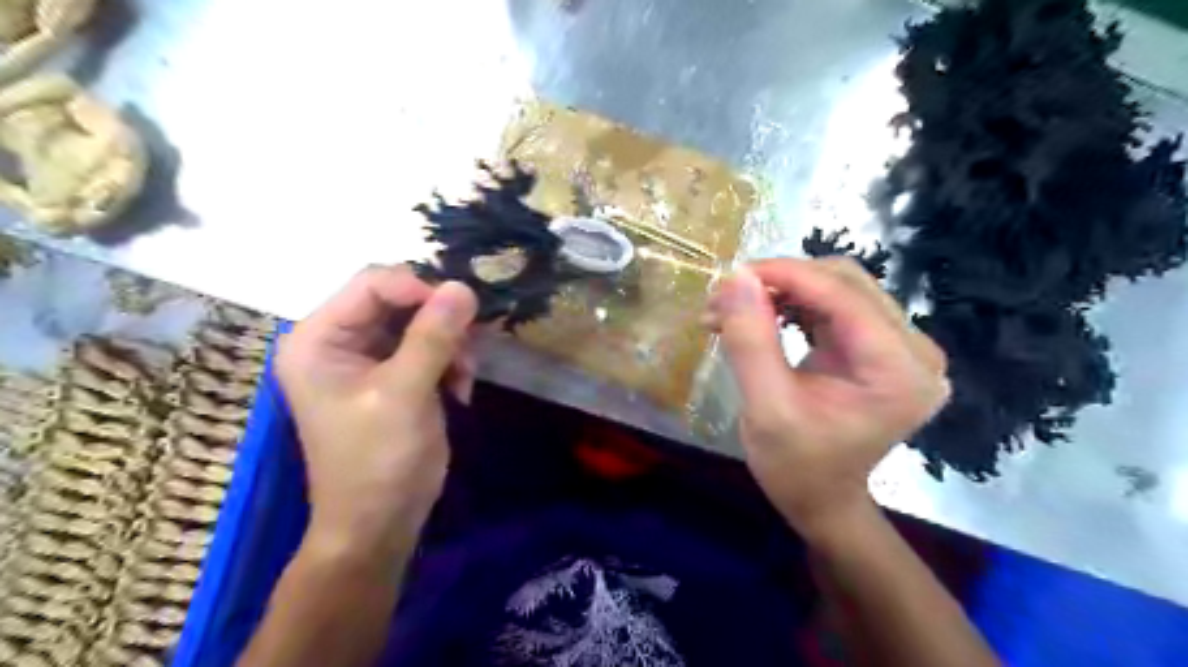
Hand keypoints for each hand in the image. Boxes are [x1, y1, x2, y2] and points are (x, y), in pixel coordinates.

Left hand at [275, 268, 476, 555]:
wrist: (380, 523)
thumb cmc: (377, 460)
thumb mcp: (404, 393)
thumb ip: (432, 337)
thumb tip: (462, 286)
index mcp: (319, 338)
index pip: (372, 283)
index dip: (419, 289)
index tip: (461, 312)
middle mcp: (339, 340)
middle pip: (399, 300)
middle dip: (440, 321)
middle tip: (469, 348)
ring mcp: (369, 358)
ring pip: (421, 322)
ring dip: (451, 344)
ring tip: (464, 377)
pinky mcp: (395, 374)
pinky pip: (431, 346)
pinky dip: (451, 361)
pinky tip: (461, 389)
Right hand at [704, 258, 948, 539]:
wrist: (822, 500)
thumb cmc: (797, 468)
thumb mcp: (765, 409)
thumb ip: (750, 341)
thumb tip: (735, 277)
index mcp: (899, 370)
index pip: (843, 295)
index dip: (785, 275)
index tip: (731, 275)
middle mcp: (913, 349)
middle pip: (844, 282)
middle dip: (780, 281)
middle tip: (725, 298)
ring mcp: (899, 346)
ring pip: (835, 288)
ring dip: (780, 291)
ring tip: (731, 310)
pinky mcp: (879, 346)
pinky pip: (832, 305)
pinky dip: (790, 305)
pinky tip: (757, 317)